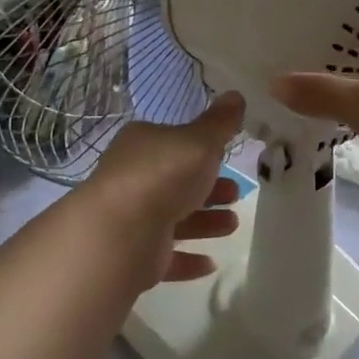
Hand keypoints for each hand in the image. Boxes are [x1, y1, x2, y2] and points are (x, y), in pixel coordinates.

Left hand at [82, 92, 245, 287]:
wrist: (122, 232)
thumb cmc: (164, 174)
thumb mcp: (200, 140)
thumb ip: (219, 123)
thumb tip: (235, 95)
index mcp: (142, 144)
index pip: (173, 142)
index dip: (201, 149)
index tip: (226, 158)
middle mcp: (133, 178)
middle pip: (176, 181)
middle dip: (209, 188)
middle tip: (236, 194)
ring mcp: (132, 218)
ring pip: (174, 218)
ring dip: (205, 222)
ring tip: (232, 225)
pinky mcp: (134, 255)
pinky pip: (166, 255)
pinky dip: (188, 258)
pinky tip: (210, 263)